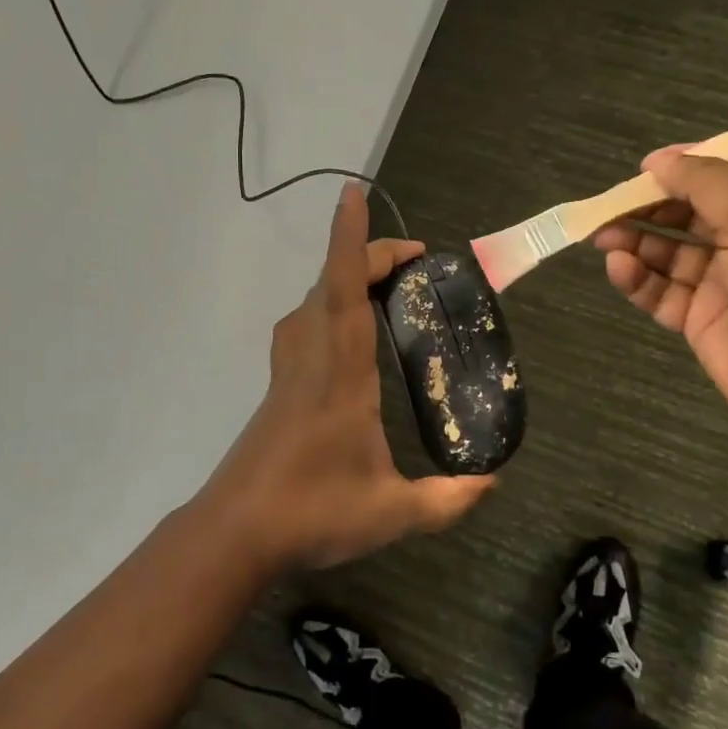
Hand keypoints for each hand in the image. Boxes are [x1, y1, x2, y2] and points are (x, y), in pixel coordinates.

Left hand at [201, 184, 493, 570]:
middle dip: (366, 255)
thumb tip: (493, 483)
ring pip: (310, 303)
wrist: (235, 534)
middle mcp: (311, 360)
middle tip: (413, 261)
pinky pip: (302, 327)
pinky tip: (344, 333)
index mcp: (341, 375)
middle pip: (330, 286)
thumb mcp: (392, 512)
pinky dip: (326, 306)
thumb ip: (447, 500)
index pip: (344, 291)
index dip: (351, 241)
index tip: (353, 194)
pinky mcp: (278, 390)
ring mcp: (288, 373)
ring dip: (342, 279)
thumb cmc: (311, 513)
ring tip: (383, 287)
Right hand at [596, 149, 727, 442]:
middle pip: (692, 211)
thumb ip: (707, 186)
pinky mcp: (700, 319)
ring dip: (636, 239)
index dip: (693, 162)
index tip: (650, 165)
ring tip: (602, 234)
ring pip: (669, 251)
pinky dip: (637, 278)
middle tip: (611, 203)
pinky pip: (661, 291)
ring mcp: (724, 282)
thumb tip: (660, 160)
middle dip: (651, 205)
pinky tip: (619, 267)